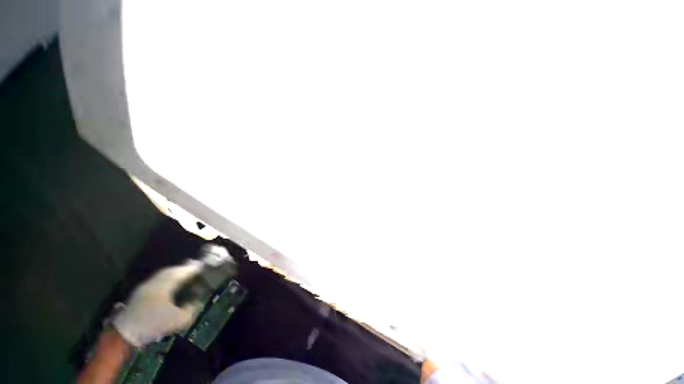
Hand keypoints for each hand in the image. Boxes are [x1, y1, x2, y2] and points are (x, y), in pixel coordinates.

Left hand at [113, 260, 203, 346]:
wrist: (125, 333)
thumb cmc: (153, 325)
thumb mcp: (178, 321)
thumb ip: (191, 310)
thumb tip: (196, 302)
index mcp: (165, 286)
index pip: (181, 273)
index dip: (192, 269)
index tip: (202, 265)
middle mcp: (154, 282)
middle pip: (171, 271)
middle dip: (183, 268)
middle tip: (193, 266)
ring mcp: (145, 287)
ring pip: (162, 275)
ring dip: (174, 272)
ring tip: (182, 273)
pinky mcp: (139, 293)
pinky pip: (157, 280)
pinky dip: (166, 278)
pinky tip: (168, 284)